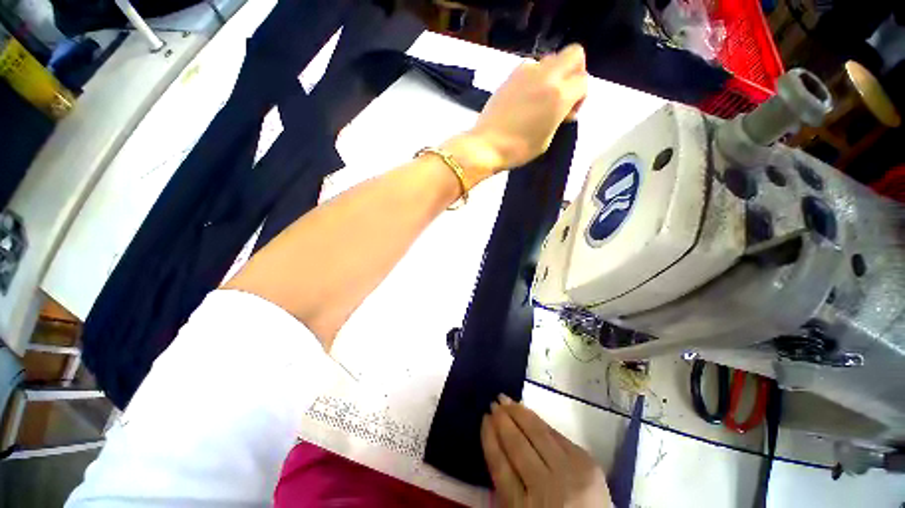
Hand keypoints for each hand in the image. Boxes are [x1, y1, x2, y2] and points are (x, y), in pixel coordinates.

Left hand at [461, 44, 587, 175]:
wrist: (486, 145)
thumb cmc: (518, 149)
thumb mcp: (547, 139)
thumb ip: (560, 116)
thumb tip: (563, 107)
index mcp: (559, 94)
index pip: (584, 81)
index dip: (580, 97)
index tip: (568, 113)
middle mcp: (547, 75)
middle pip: (574, 54)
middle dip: (575, 71)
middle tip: (563, 93)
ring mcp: (527, 71)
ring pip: (552, 59)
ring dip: (554, 74)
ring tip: (541, 97)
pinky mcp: (511, 74)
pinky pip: (531, 66)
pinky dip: (535, 76)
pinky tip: (525, 96)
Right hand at [481, 394, 610, 507]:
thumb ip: (507, 485)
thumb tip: (495, 443)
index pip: (500, 466)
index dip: (490, 439)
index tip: (483, 419)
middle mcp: (547, 489)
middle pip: (518, 445)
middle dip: (503, 421)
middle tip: (493, 403)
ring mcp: (570, 473)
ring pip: (537, 434)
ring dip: (519, 413)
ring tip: (505, 399)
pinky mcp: (587, 462)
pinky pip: (556, 434)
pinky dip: (539, 421)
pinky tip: (528, 412)